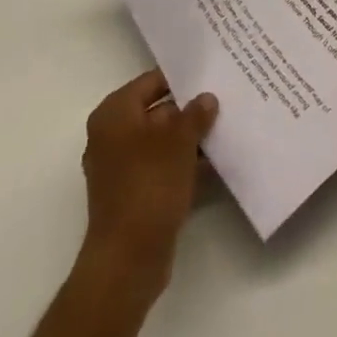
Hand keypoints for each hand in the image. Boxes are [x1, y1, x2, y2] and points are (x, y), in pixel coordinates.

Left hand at [77, 69, 218, 297]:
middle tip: (222, 101)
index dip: (181, 79)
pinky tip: (213, 163)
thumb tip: (206, 98)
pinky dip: (182, 165)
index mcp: (114, 114)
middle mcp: (112, 136)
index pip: (151, 82)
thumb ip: (195, 115)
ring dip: (188, 140)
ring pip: (160, 143)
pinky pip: (160, 168)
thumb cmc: (149, 186)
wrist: (127, 261)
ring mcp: (120, 168)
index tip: (209, 76)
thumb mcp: (179, 142)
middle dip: (188, 110)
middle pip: (156, 112)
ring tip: (224, 129)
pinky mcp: (132, 195)